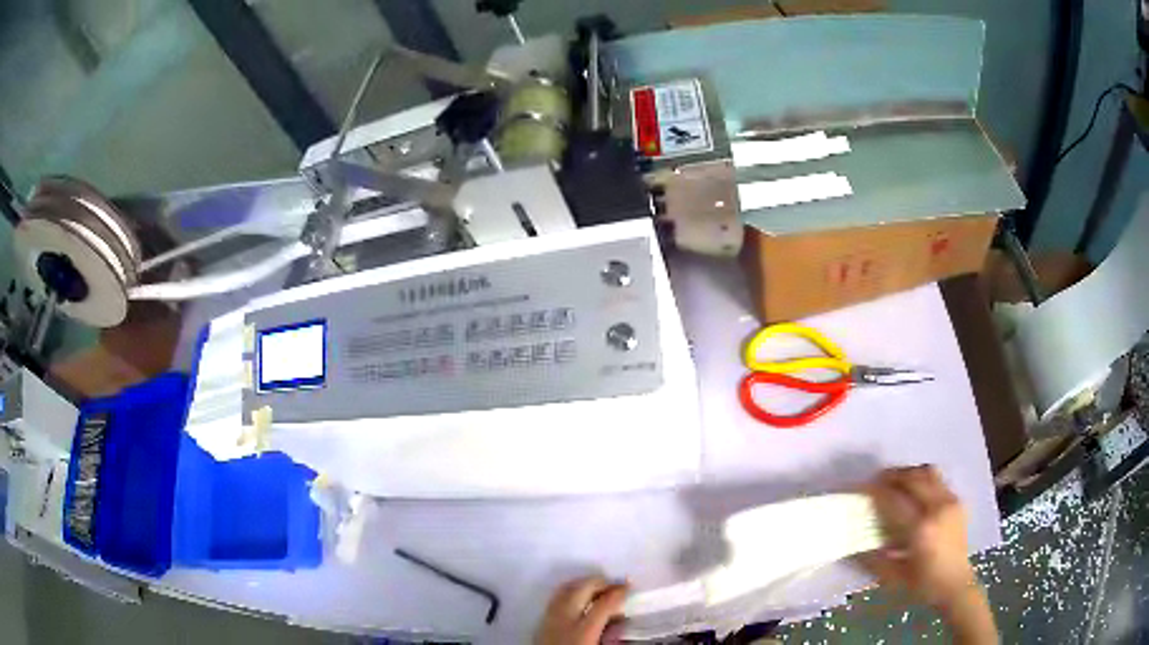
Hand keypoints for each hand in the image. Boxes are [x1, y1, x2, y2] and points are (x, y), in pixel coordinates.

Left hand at [535, 576, 628, 644]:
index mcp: (583, 632)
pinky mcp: (539, 623)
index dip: (618, 592)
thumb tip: (622, 621)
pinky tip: (577, 598)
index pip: (603, 604)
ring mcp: (548, 620)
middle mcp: (563, 620)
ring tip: (597, 587)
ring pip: (564, 590)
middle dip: (600, 582)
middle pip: (581, 589)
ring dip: (583, 584)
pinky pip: (554, 599)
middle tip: (616, 584)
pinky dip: (568, 592)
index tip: (629, 585)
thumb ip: (612, 636)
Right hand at [858, 466, 977, 610]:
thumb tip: (853, 545)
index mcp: (921, 528)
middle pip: (912, 478)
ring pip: (927, 472)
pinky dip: (922, 478)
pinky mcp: (957, 500)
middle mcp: (937, 508)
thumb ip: (873, 559)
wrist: (955, 583)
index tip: (860, 488)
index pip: (894, 499)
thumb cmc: (923, 584)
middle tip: (875, 481)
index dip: (876, 491)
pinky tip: (914, 490)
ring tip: (895, 480)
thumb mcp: (894, 577)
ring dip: (908, 472)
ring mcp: (950, 501)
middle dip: (891, 476)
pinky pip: (937, 479)